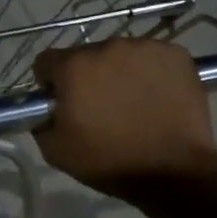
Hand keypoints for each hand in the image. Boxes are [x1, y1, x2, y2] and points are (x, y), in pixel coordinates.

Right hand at [32, 40, 216, 197]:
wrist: (173, 171)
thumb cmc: (110, 161)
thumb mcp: (56, 151)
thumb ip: (40, 122)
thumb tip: (46, 111)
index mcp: (74, 67)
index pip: (47, 61)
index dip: (50, 83)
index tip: (62, 102)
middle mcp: (107, 47)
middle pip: (86, 56)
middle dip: (87, 77)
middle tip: (100, 107)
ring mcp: (145, 48)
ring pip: (120, 55)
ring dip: (119, 73)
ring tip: (132, 104)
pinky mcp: (176, 54)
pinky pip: (152, 58)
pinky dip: (150, 73)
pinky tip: (156, 97)